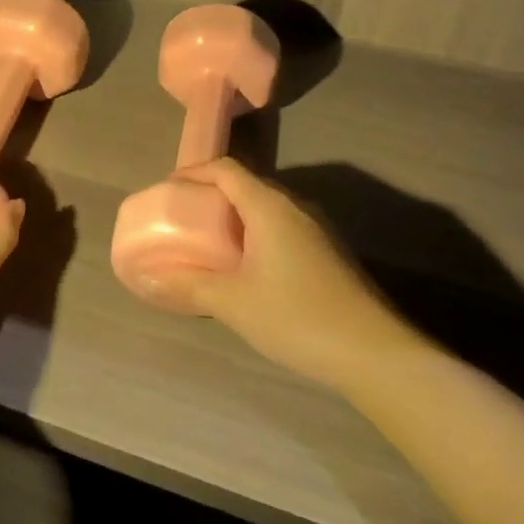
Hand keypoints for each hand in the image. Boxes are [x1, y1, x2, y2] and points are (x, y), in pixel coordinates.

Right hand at [130, 159, 427, 393]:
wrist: (375, 354)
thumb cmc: (297, 317)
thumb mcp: (234, 302)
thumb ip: (189, 285)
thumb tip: (148, 276)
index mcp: (270, 206)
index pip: (226, 169)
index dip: (194, 173)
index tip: (168, 190)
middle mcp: (295, 207)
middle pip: (247, 185)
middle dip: (212, 196)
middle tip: (185, 219)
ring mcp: (317, 229)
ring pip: (267, 209)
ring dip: (236, 218)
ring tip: (211, 244)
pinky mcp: (329, 253)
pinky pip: (283, 228)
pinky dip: (257, 235)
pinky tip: (249, 270)